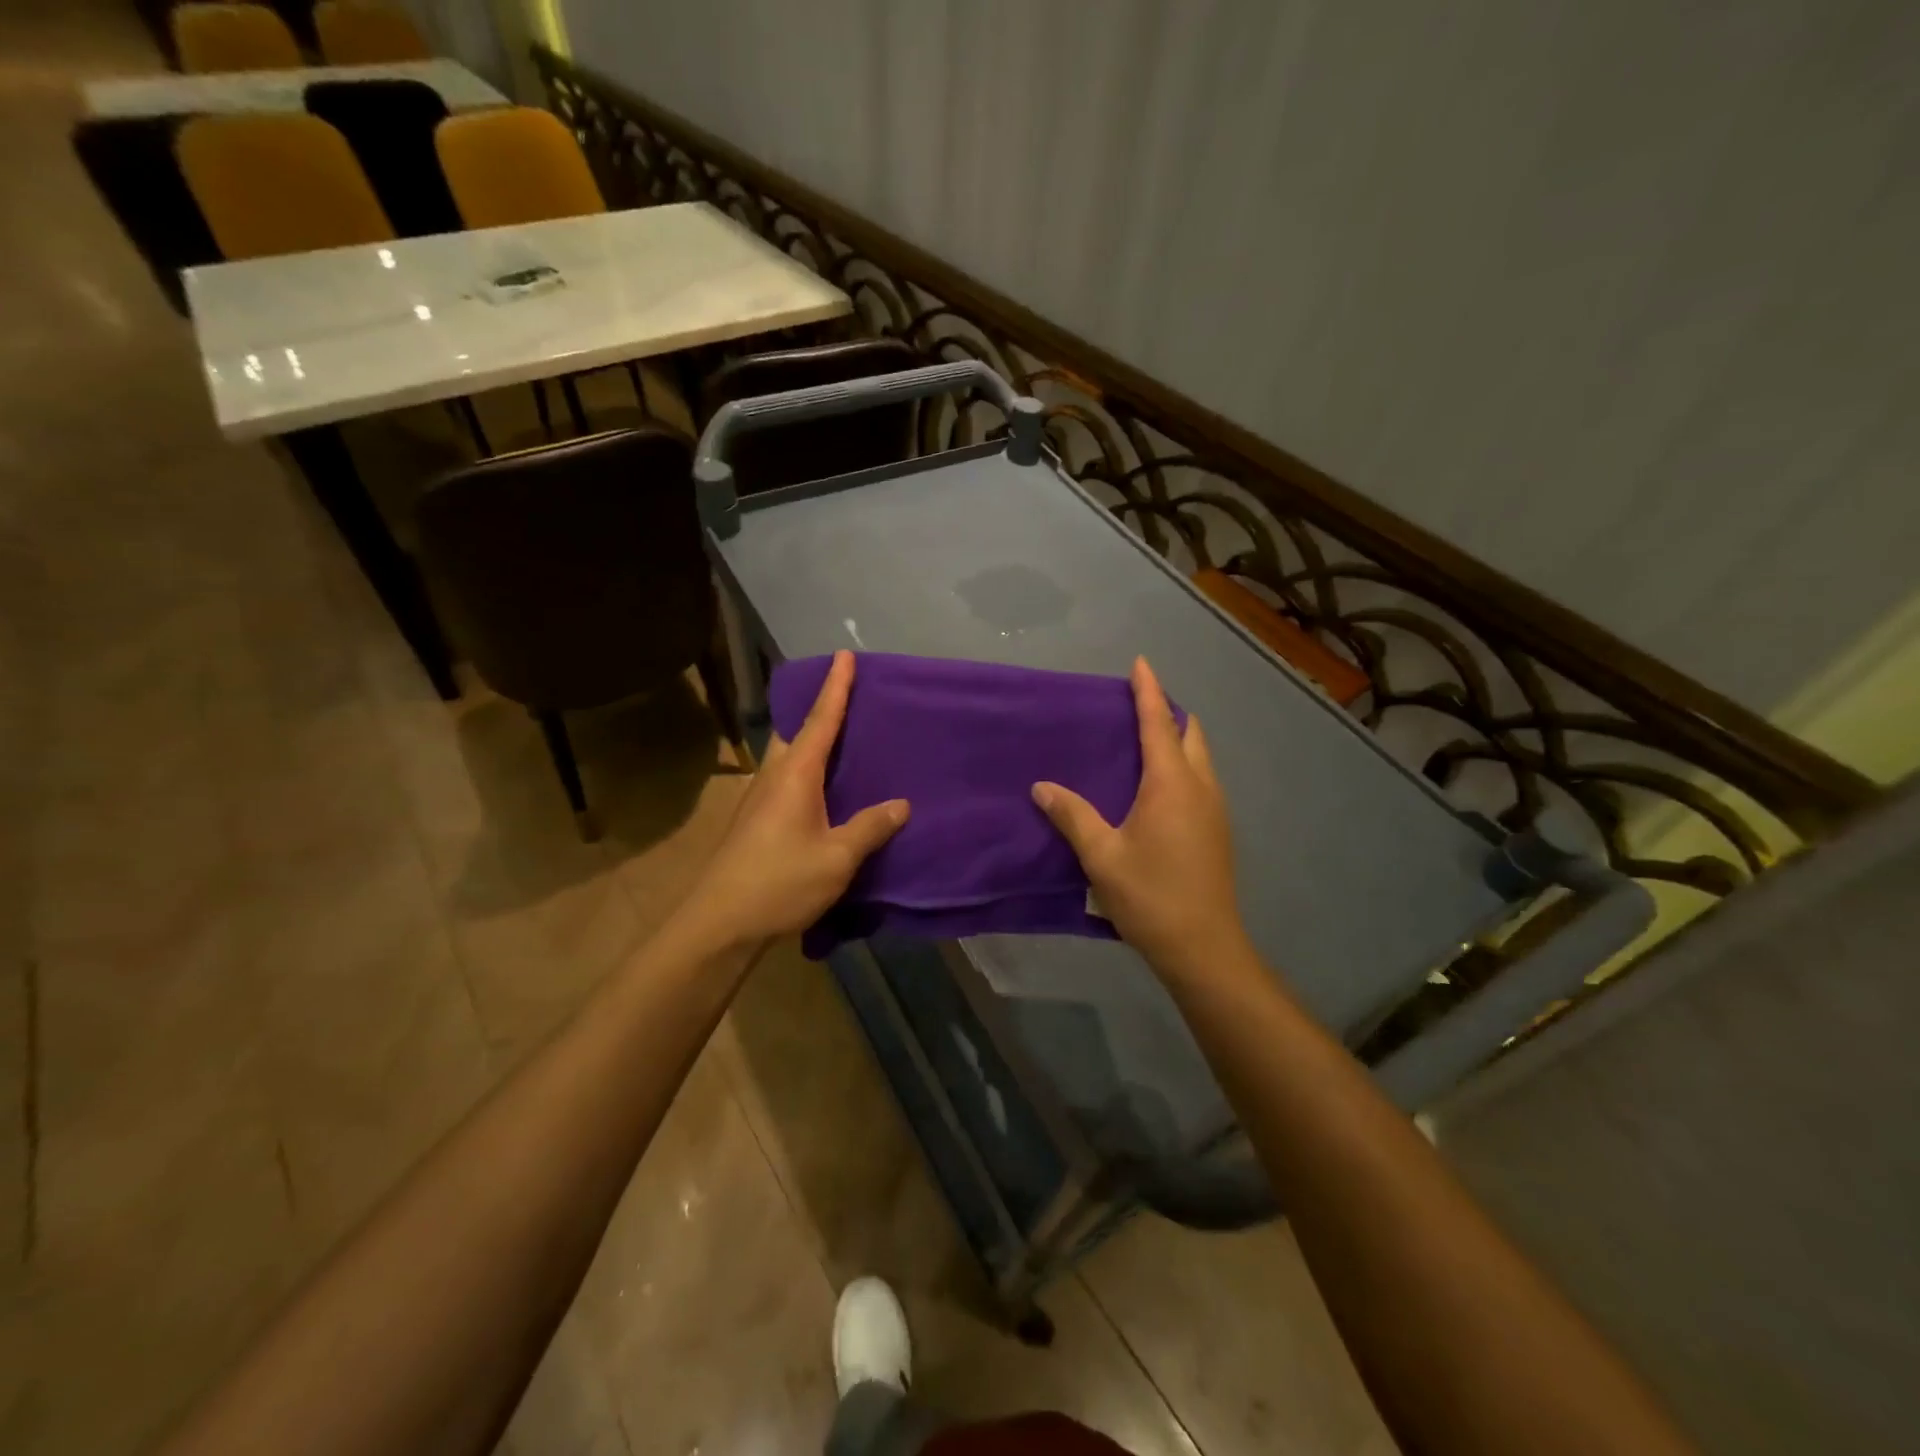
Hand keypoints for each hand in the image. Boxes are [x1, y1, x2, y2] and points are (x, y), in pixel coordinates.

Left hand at [676, 650, 908, 952]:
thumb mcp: (836, 857)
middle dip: (821, 711)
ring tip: (844, 742)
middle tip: (851, 700)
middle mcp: (774, 777)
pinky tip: (825, 791)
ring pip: (790, 757)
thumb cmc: (780, 882)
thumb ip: (870, 827)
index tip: (845, 655)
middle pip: (799, 732)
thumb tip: (901, 804)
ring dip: (813, 742)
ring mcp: (760, 799)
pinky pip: (787, 780)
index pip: (821, 720)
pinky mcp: (756, 820)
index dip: (836, 687)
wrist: (720, 923)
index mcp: (796, 775)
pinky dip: (808, 770)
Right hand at [1032, 657, 1249, 980]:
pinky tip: (1157, 787)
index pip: (1159, 723)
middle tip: (1135, 706)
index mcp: (1171, 784)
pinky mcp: (1218, 830)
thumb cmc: (1150, 896)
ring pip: (1200, 757)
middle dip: (1167, 712)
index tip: (1140, 663)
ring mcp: (1215, 809)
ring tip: (1143, 741)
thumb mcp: (1101, 856)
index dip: (1148, 690)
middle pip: (1190, 733)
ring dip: (1177, 739)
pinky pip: (1201, 779)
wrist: (1203, 947)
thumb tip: (1042, 786)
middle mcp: (1200, 787)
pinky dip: (1182, 764)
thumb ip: (1072, 816)